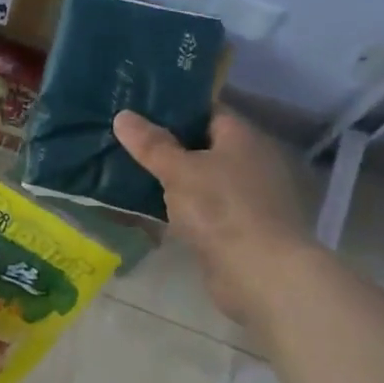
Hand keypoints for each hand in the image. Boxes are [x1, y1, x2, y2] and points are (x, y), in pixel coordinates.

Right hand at [114, 109, 319, 325]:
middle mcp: (253, 162)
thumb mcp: (179, 171)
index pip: (208, 111)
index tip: (141, 110)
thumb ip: (151, 144)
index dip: (176, 109)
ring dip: (176, 180)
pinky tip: (154, 210)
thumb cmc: (221, 209)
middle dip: (171, 146)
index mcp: (244, 137)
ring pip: (204, 179)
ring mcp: (250, 197)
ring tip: (133, 173)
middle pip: (205, 146)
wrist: (260, 273)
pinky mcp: (242, 228)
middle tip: (129, 142)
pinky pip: (206, 209)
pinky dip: (184, 209)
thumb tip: (122, 115)